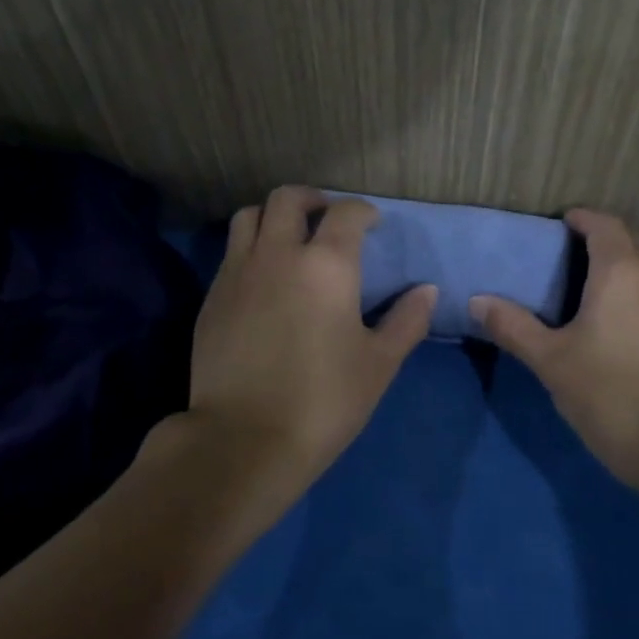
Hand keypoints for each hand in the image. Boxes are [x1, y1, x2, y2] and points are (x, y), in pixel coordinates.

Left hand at [181, 187, 436, 498]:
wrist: (245, 439)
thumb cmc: (324, 400)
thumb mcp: (379, 364)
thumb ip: (407, 321)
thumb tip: (427, 291)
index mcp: (326, 265)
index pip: (346, 213)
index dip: (362, 211)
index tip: (372, 223)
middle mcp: (278, 255)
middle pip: (288, 199)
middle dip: (313, 199)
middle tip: (327, 218)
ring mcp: (238, 273)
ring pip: (250, 217)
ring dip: (273, 217)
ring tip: (289, 239)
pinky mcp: (211, 298)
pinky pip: (231, 254)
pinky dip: (251, 250)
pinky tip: (263, 280)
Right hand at [472, 209, 638, 488]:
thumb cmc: (606, 393)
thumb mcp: (549, 360)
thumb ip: (512, 325)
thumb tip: (477, 300)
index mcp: (620, 273)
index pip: (605, 225)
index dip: (583, 219)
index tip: (562, 224)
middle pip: (633, 242)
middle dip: (606, 239)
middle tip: (574, 255)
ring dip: (636, 264)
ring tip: (608, 281)